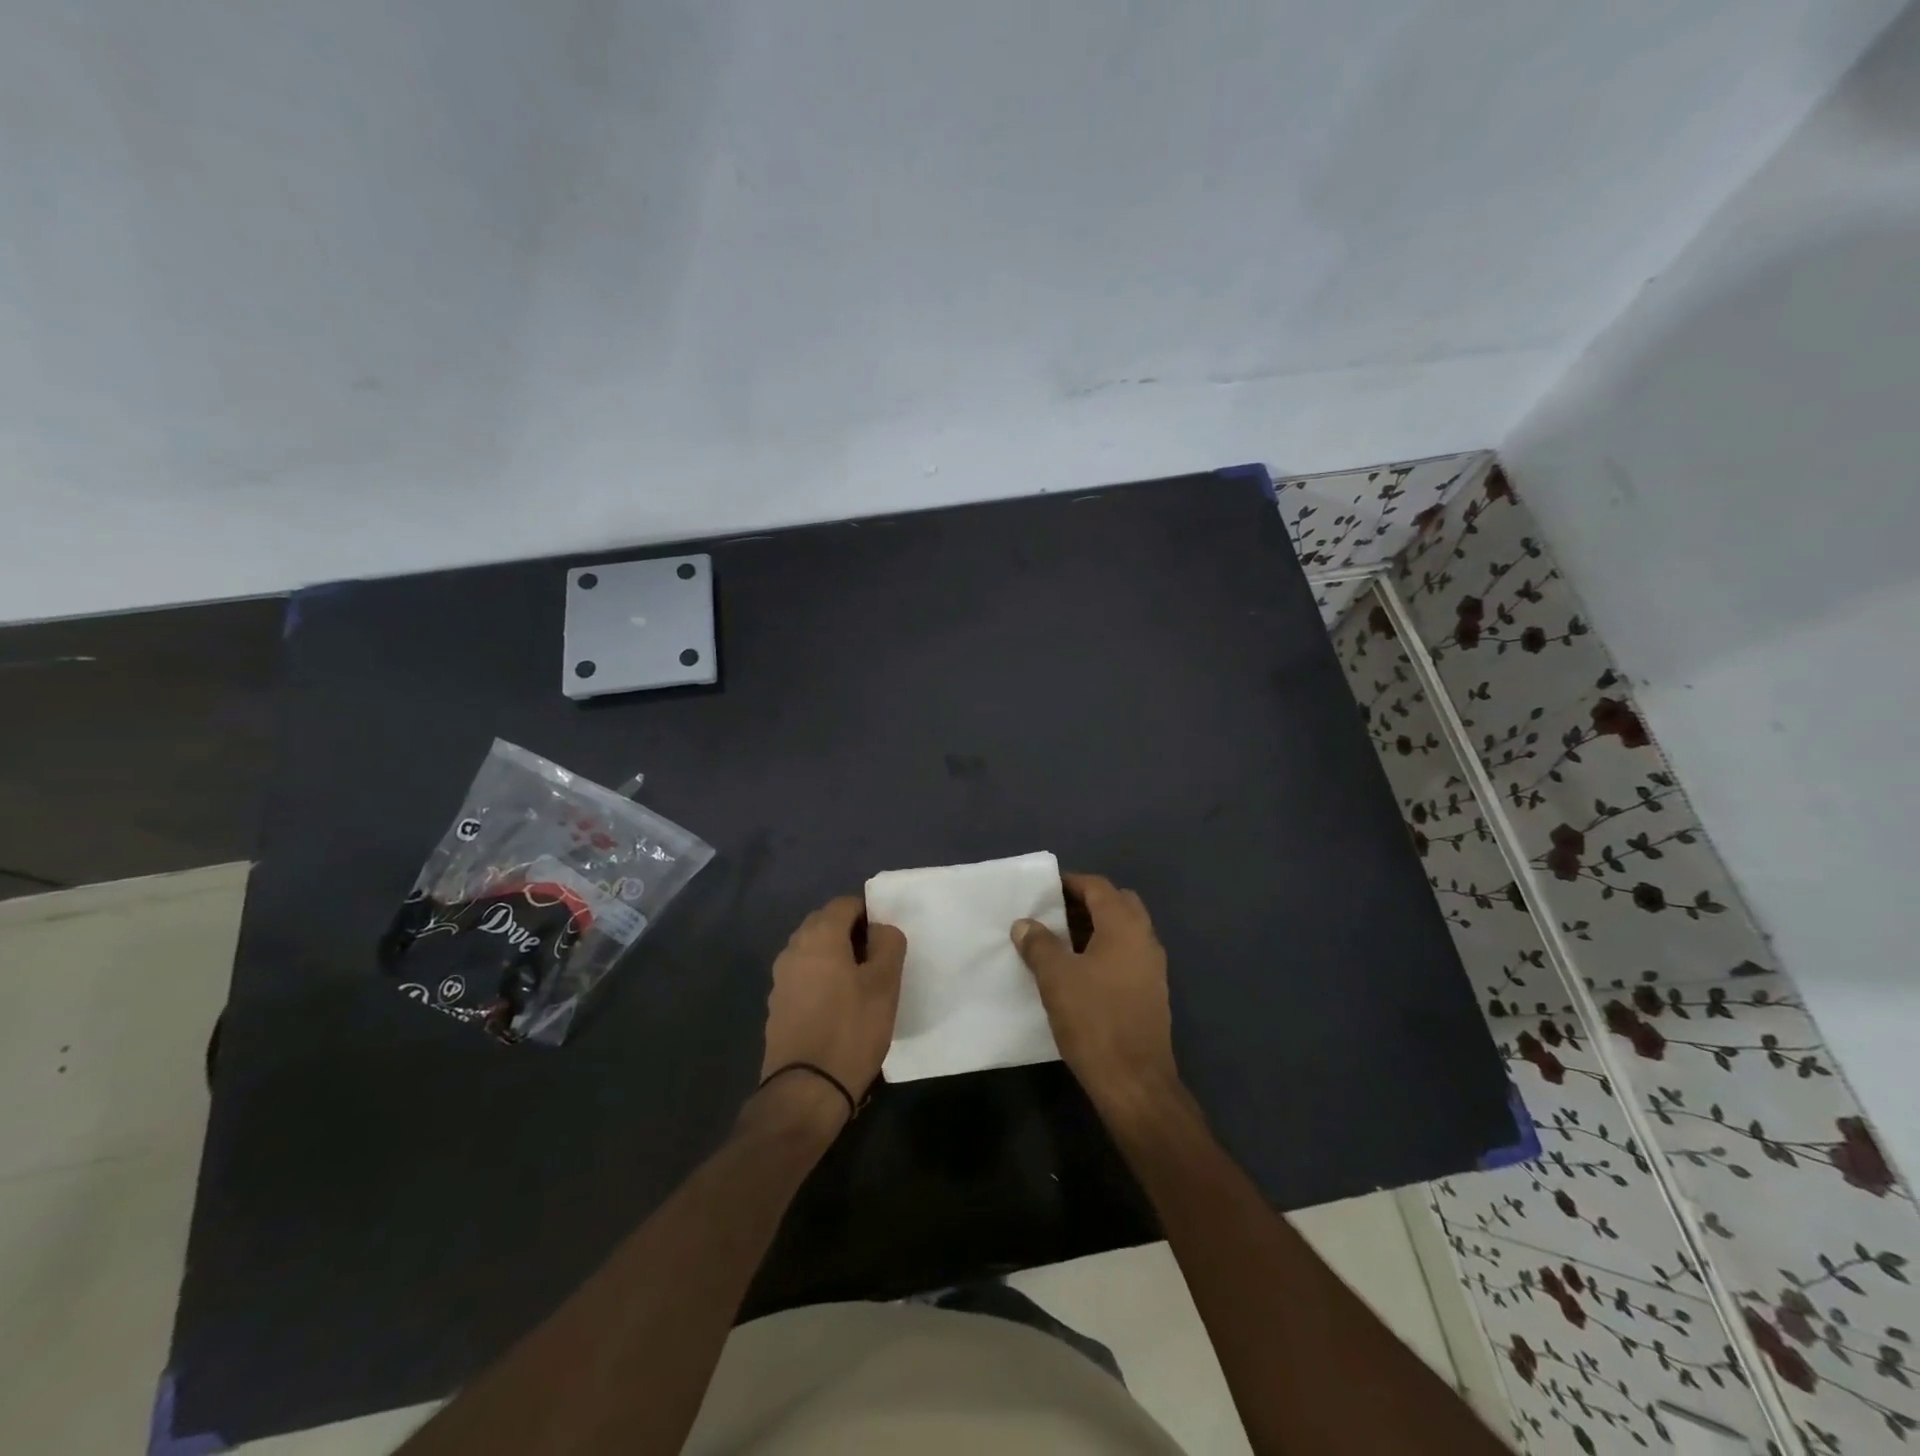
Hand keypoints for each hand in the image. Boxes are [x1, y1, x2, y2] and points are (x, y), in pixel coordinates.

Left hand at [758, 896, 906, 1114]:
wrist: (806, 1090)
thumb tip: (880, 928)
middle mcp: (793, 949)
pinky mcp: (777, 1006)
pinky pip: (803, 977)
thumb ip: (888, 944)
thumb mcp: (884, 984)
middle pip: (825, 924)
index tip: (886, 940)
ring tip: (860, 985)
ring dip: (835, 957)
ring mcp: (780, 979)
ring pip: (812, 951)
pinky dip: (821, 980)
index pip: (845, 903)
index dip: (869, 914)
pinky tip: (838, 1007)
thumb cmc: (851, 1029)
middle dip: (851, 933)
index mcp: (819, 936)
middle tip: (876, 960)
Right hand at [1012, 874, 1177, 1108]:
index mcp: (1124, 926)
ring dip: (1096, 928)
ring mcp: (1152, 967)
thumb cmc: (1094, 1020)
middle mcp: (1145, 939)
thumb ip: (1039, 944)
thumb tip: (1025, 924)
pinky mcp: (1152, 992)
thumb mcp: (1056, 978)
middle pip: (1117, 904)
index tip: (1044, 890)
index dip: (1071, 883)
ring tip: (1060, 942)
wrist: (1134, 1081)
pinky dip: (1105, 951)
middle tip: (1054, 914)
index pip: (1098, 887)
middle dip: (1086, 903)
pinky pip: (1127, 955)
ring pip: (1124, 931)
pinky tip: (1080, 972)